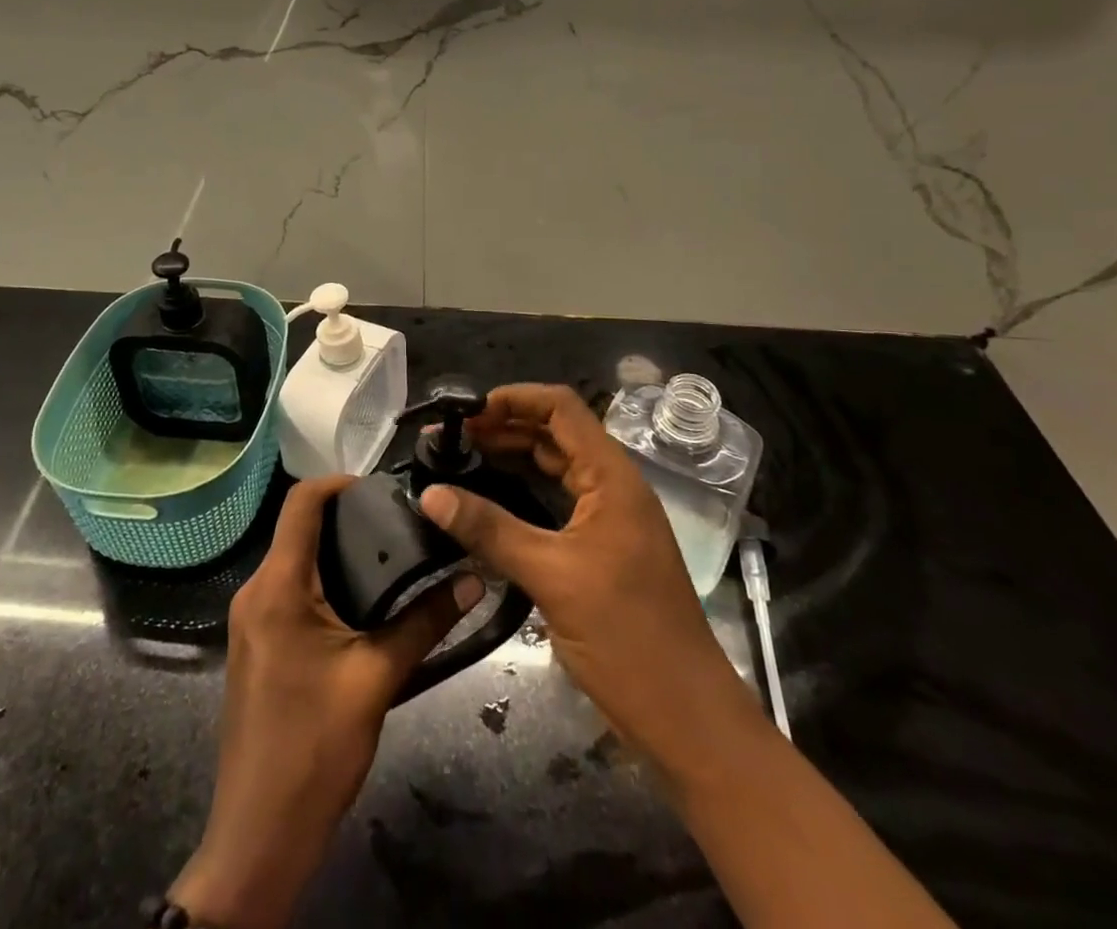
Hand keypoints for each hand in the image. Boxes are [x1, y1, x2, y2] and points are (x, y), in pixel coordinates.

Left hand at [172, 474, 483, 928]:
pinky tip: (362, 597)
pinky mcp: (256, 643)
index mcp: (277, 586)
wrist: (259, 834)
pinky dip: (323, 580)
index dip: (339, 482)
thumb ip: (424, 622)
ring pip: (294, 560)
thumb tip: (472, 578)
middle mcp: (255, 591)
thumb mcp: (376, 678)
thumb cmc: (314, 748)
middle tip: (400, 521)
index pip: (301, 502)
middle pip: (298, 529)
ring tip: (390, 552)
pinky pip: (289, 590)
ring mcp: (250, 620)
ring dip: (336, 550)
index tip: (384, 487)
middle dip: (346, 516)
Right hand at [420, 384, 759, 776]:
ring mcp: (609, 519)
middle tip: (451, 439)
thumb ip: (490, 529)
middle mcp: (613, 487)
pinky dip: (523, 494)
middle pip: (556, 435)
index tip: (466, 410)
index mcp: (612, 477)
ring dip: (512, 459)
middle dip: (504, 428)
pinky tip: (489, 503)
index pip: (561, 408)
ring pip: (555, 469)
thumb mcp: (551, 576)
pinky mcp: (601, 549)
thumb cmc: (626, 636)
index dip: (514, 399)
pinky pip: (557, 503)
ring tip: (461, 461)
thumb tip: (430, 493)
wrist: (686, 718)